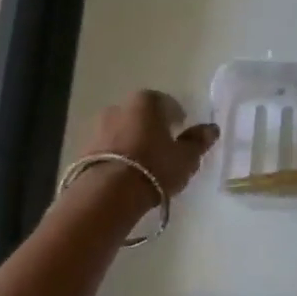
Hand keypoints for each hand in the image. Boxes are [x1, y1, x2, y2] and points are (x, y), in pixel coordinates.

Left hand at [75, 91, 218, 206]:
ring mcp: (98, 127)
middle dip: (151, 127)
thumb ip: (198, 141)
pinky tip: (127, 174)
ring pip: (123, 131)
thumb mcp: (186, 157)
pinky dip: (118, 156)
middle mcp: (119, 107)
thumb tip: (211, 128)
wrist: (107, 193)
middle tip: (164, 148)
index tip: (181, 131)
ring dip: (133, 142)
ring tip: (144, 164)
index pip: (166, 103)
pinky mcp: (85, 149)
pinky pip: (108, 149)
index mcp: (146, 102)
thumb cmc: (154, 167)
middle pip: (141, 115)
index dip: (176, 117)